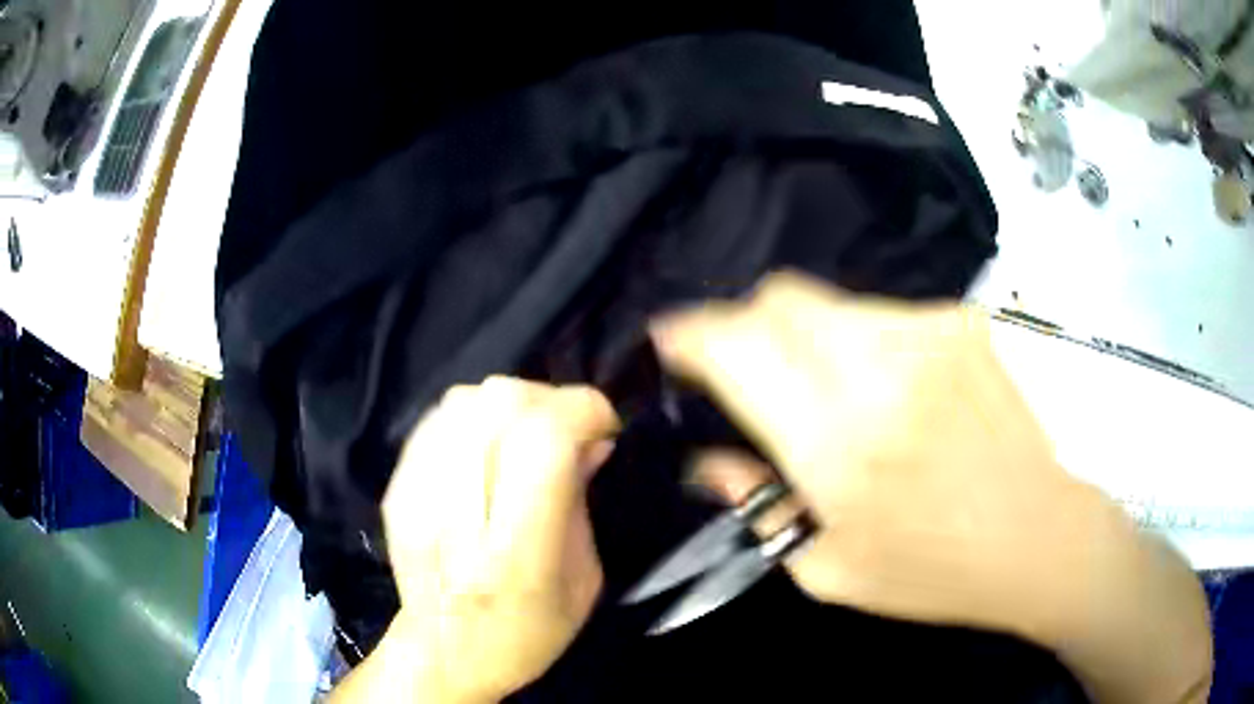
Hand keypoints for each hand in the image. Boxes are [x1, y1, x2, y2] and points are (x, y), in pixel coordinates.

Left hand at [333, 377, 618, 702]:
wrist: (445, 652)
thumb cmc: (526, 632)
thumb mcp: (582, 582)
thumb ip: (581, 504)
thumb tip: (592, 441)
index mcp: (514, 548)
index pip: (543, 439)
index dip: (582, 410)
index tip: (604, 425)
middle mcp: (457, 513)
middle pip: (499, 404)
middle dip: (549, 400)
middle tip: (568, 428)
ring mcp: (416, 495)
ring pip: (465, 401)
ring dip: (509, 405)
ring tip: (527, 434)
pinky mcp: (395, 488)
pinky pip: (437, 418)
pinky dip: (473, 418)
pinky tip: (487, 445)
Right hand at [651, 272, 1209, 703]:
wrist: (1040, 536)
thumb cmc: (933, 572)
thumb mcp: (829, 570)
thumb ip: (758, 503)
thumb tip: (706, 460)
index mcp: (839, 444)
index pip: (739, 349)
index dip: (692, 334)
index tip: (672, 339)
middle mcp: (881, 371)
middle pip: (780, 298)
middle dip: (744, 323)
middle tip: (744, 367)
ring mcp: (928, 335)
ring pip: (829, 302)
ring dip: (804, 336)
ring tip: (825, 391)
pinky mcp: (961, 324)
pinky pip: (880, 313)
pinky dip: (858, 340)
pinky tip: (885, 389)